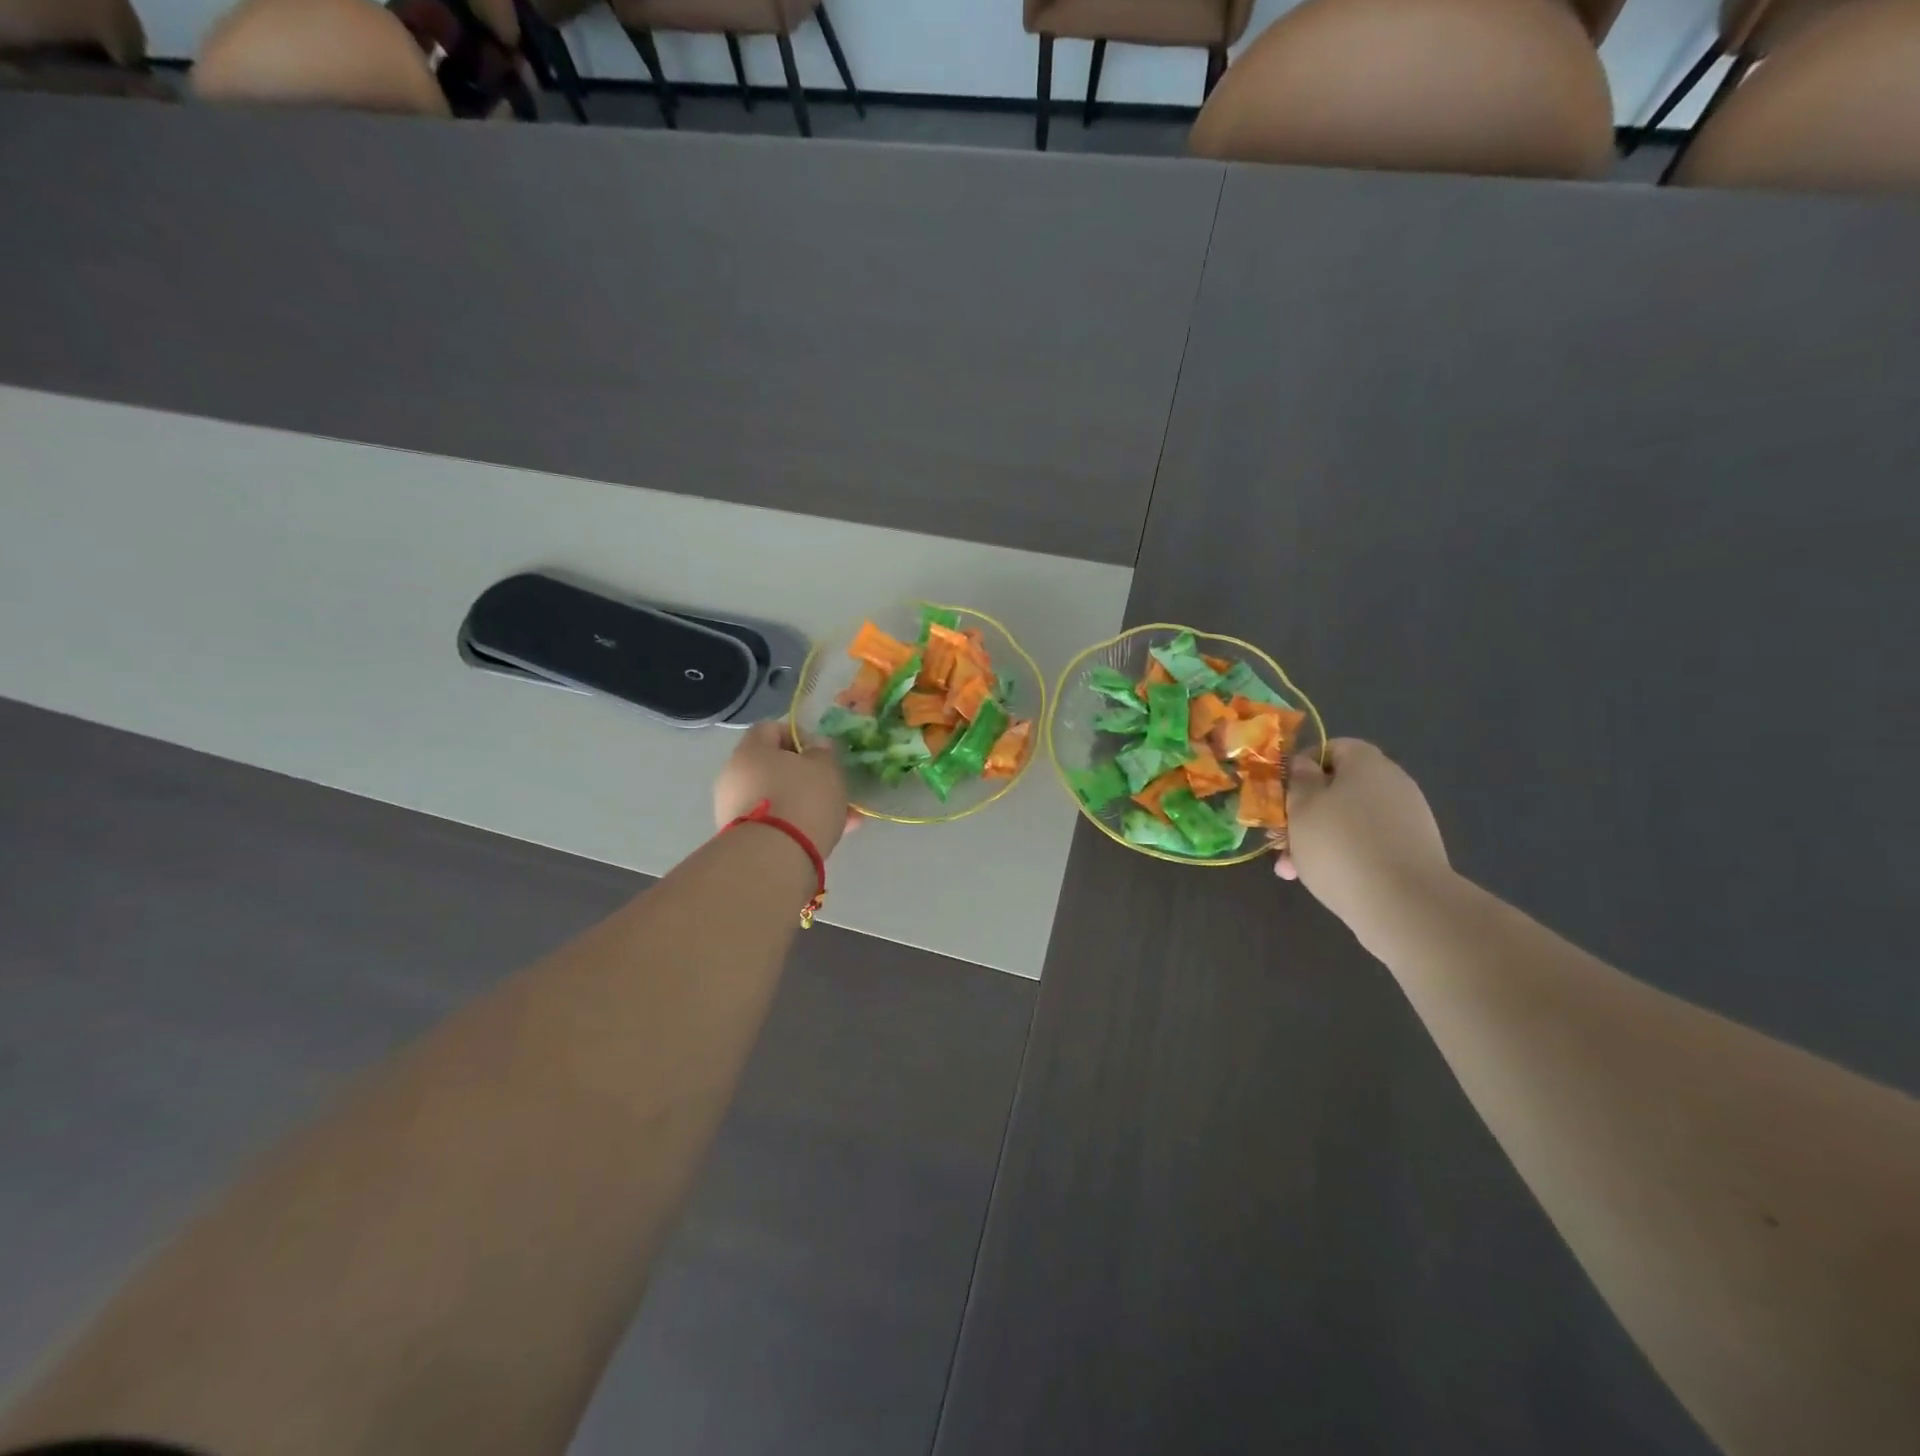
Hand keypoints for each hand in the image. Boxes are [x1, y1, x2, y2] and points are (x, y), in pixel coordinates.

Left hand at [713, 722, 854, 859]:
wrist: (773, 858)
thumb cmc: (802, 798)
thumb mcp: (825, 767)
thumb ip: (823, 752)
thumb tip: (815, 747)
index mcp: (750, 750)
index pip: (770, 728)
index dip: (798, 735)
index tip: (821, 753)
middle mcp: (734, 776)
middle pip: (773, 767)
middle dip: (805, 776)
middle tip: (832, 786)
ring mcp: (734, 810)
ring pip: (778, 798)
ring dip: (806, 803)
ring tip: (841, 817)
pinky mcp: (741, 839)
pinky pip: (775, 823)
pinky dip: (798, 825)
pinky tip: (828, 836)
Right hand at [1275, 739, 1449, 922]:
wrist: (1404, 905)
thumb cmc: (1339, 845)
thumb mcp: (1302, 808)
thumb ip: (1299, 781)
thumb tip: (1306, 765)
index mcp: (1366, 763)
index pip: (1332, 748)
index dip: (1302, 767)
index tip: (1281, 794)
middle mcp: (1392, 783)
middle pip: (1339, 789)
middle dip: (1305, 813)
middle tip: (1280, 841)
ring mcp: (1408, 818)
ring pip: (1350, 820)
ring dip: (1319, 839)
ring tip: (1293, 869)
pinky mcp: (1414, 851)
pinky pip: (1369, 843)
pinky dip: (1346, 855)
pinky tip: (1324, 880)